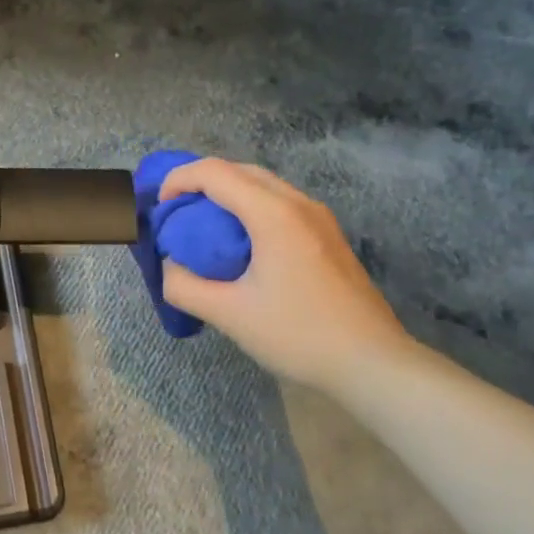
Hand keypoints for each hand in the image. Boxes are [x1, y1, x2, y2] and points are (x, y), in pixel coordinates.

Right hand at [158, 158, 411, 392]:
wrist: (373, 363)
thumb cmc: (299, 335)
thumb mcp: (230, 315)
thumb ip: (185, 287)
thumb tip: (170, 268)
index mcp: (273, 214)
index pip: (215, 172)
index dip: (179, 180)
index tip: (160, 207)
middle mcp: (298, 204)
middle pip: (240, 170)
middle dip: (201, 181)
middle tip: (177, 211)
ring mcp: (319, 218)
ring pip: (263, 184)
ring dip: (228, 193)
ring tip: (204, 224)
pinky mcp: (329, 235)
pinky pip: (281, 203)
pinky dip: (251, 207)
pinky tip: (243, 242)